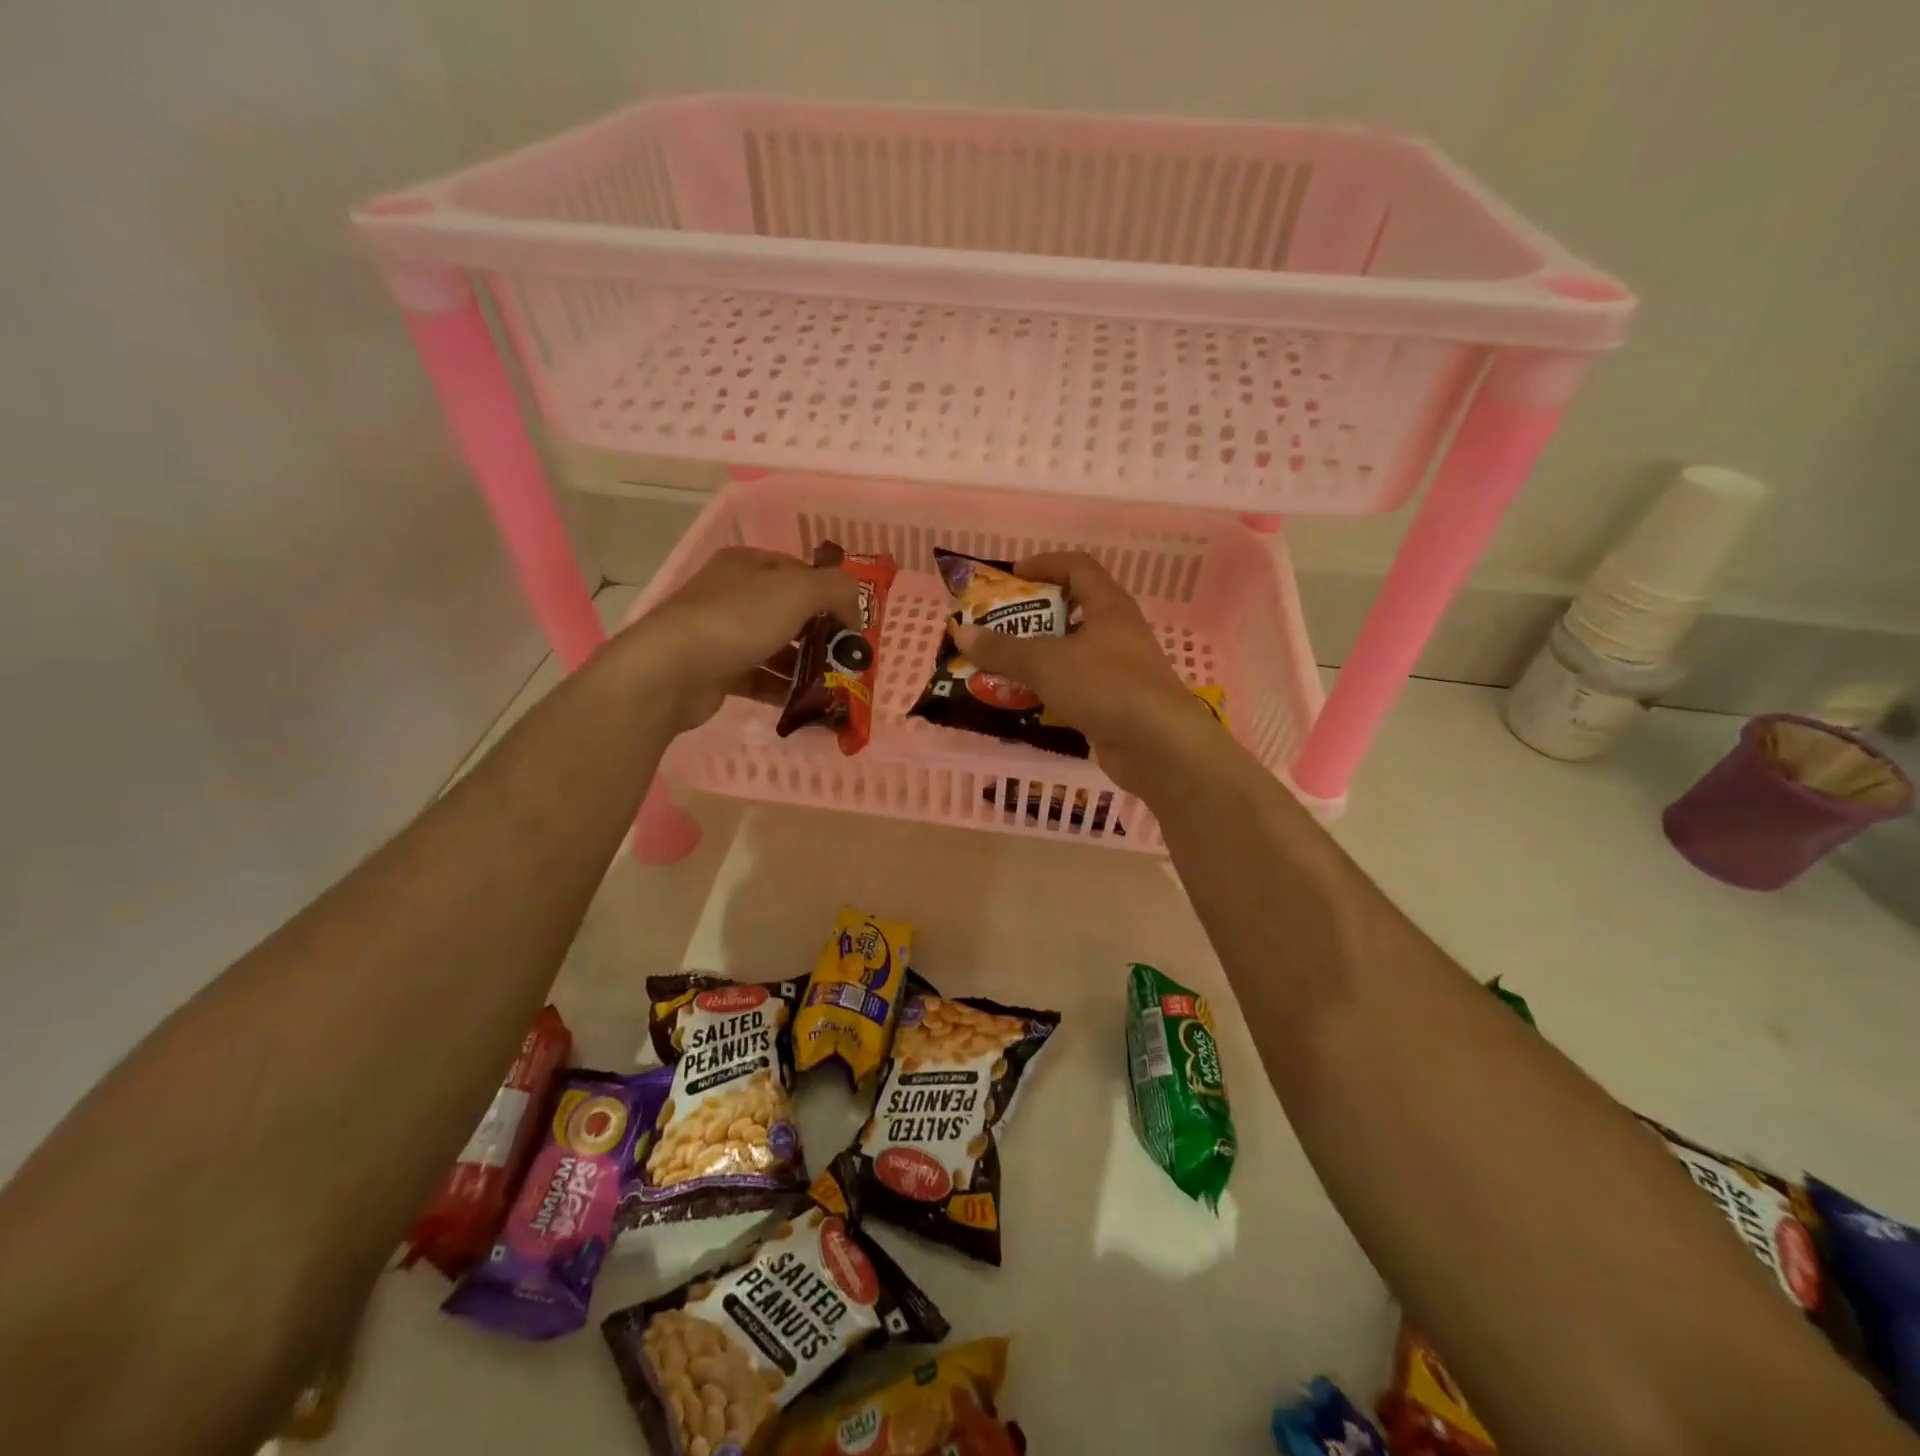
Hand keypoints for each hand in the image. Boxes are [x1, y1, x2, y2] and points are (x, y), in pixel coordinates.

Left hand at [624, 547, 859, 731]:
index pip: (801, 571)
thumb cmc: (737, 620)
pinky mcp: (719, 671)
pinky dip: (784, 689)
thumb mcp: (797, 590)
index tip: (854, 623)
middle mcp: (735, 593)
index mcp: (749, 564)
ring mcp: (724, 633)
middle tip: (849, 657)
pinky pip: (761, 678)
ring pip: (777, 646)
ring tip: (835, 684)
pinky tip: (808, 703)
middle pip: (791, 610)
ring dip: (806, 664)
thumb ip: (836, 589)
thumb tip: (855, 610)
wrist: (671, 670)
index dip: (831, 593)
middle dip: (822, 633)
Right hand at [950, 551, 1216, 794]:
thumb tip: (961, 632)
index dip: (1045, 564)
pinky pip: (1077, 687)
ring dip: (1040, 657)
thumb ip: (1002, 649)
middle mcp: (1118, 632)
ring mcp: (1120, 670)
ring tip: (1003, 666)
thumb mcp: (1045, 662)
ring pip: (1073, 653)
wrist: (1158, 745)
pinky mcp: (1117, 703)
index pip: (1078, 567)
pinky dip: (1051, 689)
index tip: (1012, 576)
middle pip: (1074, 611)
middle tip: (999, 627)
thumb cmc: (1104, 685)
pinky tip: (1027, 701)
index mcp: (1108, 606)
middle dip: (1034, 617)